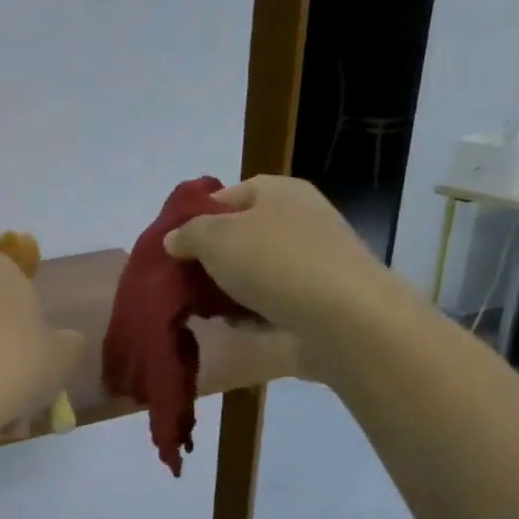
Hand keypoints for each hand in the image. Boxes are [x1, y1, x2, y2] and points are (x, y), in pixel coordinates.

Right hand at [163, 176, 402, 347]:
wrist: (344, 318)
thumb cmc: (275, 263)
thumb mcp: (215, 239)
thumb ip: (187, 234)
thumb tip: (174, 239)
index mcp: (279, 191)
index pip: (226, 196)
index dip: (196, 219)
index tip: (174, 248)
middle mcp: (301, 218)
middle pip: (241, 235)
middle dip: (211, 260)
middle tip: (184, 283)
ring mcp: (314, 259)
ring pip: (256, 271)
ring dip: (230, 290)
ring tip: (204, 311)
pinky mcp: (321, 297)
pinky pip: (275, 301)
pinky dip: (254, 313)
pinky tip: (236, 327)